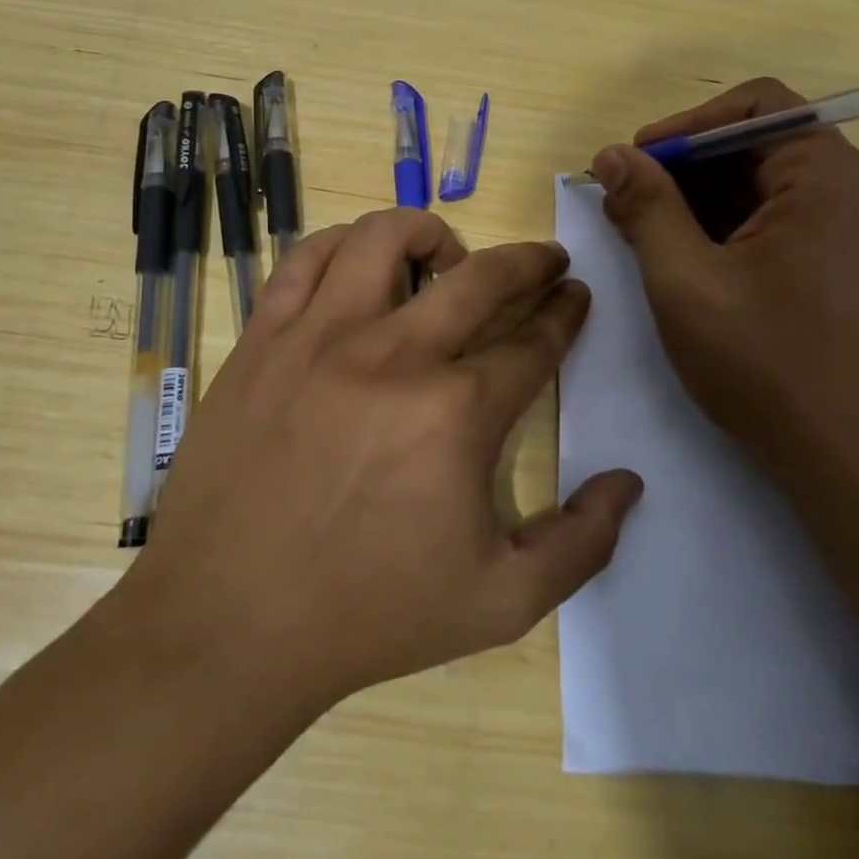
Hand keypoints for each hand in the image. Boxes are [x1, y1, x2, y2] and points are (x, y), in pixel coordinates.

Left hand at [128, 209, 642, 711]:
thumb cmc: (369, 613)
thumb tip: (628, 482)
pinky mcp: (264, 337)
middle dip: (530, 260)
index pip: (534, 341)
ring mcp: (320, 337)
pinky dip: (344, 245)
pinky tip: (360, 267)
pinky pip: (307, 258)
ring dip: (432, 234)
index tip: (575, 294)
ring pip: (386, 238)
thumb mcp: (500, 602)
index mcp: (457, 413)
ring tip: (446, 259)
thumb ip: (581, 544)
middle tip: (546, 259)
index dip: (565, 312)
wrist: (230, 624)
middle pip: (482, 277)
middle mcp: (394, 355)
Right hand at [588, 78, 858, 474]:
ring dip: (703, 200)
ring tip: (646, 233)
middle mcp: (855, 189)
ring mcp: (858, 229)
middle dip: (686, 168)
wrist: (851, 460)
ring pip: (767, 186)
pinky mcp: (851, 265)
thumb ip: (646, 207)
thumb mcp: (685, 281)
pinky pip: (784, 220)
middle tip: (626, 202)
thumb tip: (612, 155)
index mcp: (828, 177)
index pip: (755, 107)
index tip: (635, 162)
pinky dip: (732, 227)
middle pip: (759, 145)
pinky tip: (690, 259)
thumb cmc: (765, 364)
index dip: (686, 126)